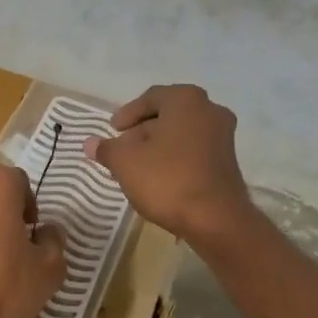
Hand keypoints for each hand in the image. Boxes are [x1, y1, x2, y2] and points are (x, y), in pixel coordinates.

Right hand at [85, 84, 253, 243]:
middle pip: (167, 115)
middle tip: (121, 150)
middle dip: (141, 132)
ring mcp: (223, 137)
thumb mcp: (125, 162)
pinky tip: (157, 179)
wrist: (215, 219)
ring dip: (157, 147)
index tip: (113, 130)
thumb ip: (106, 149)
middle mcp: (209, 110)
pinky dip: (174, 158)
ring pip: (181, 134)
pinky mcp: (227, 162)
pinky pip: (194, 151)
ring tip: (135, 168)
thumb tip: (89, 143)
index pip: (150, 98)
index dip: (127, 114)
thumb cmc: (167, 179)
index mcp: (185, 100)